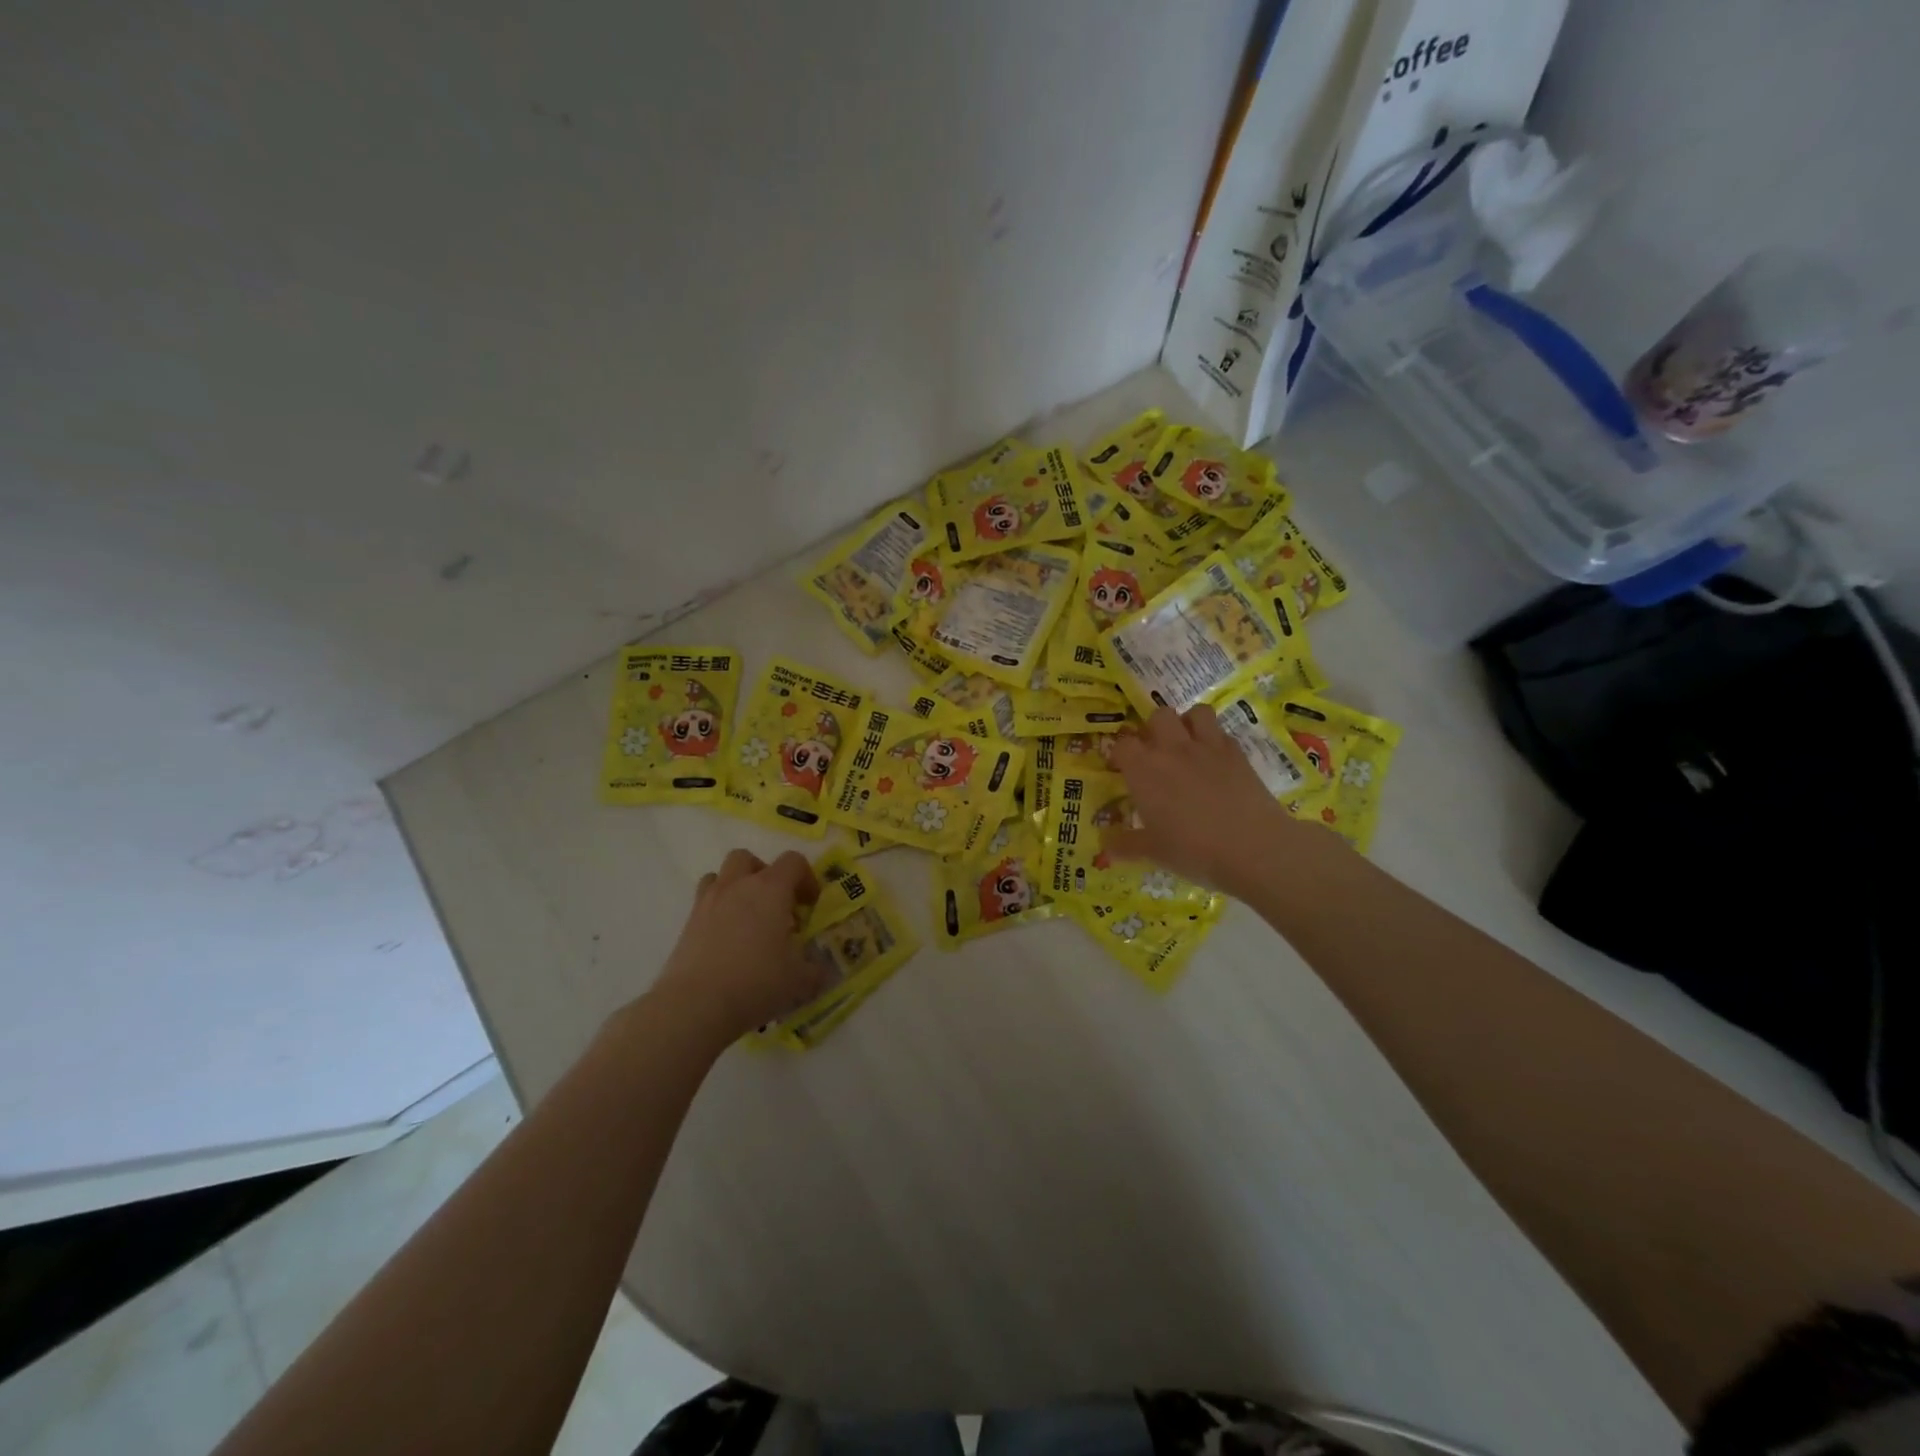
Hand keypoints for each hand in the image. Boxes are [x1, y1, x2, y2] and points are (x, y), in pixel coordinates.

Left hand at [649, 849, 828, 1044]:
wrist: (695, 1005)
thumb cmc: (756, 982)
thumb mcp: (800, 980)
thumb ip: (815, 970)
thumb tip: (821, 970)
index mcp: (771, 889)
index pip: (793, 862)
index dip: (806, 878)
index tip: (810, 905)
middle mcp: (737, 886)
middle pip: (748, 859)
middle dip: (764, 874)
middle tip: (775, 905)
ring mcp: (708, 902)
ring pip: (720, 875)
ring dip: (736, 887)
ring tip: (747, 918)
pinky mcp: (687, 924)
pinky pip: (704, 902)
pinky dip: (717, 911)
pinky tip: (726, 940)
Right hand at [1104, 705, 1301, 896]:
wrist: (1252, 847)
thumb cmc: (1193, 850)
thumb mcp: (1154, 852)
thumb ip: (1126, 845)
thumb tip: (1105, 847)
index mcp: (1144, 770)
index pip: (1123, 744)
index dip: (1120, 753)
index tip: (1121, 768)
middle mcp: (1172, 750)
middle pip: (1158, 716)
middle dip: (1154, 729)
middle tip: (1156, 753)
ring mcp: (1208, 747)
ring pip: (1195, 713)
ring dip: (1188, 723)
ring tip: (1188, 745)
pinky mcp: (1237, 753)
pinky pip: (1222, 732)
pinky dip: (1216, 740)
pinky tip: (1216, 761)